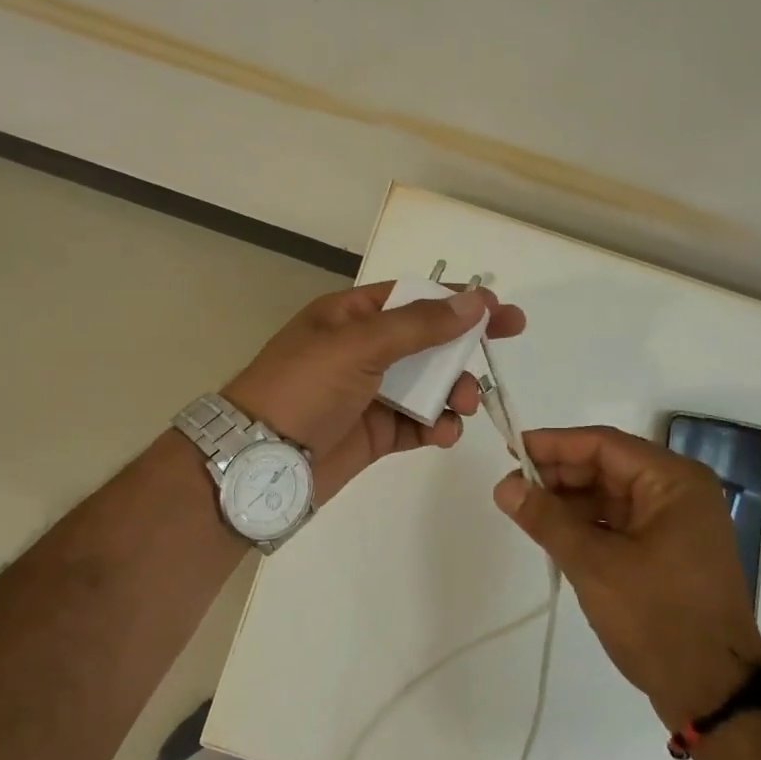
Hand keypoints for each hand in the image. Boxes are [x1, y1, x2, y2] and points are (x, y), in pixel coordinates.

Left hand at [223, 282, 526, 500]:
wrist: (260, 461)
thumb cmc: (304, 388)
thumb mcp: (359, 345)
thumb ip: (419, 325)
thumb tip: (474, 300)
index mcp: (351, 316)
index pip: (414, 298)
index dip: (457, 301)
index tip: (501, 310)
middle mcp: (363, 350)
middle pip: (427, 341)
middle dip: (462, 349)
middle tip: (499, 351)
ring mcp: (370, 393)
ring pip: (428, 385)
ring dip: (453, 392)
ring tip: (463, 406)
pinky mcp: (376, 433)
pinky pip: (418, 424)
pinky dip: (437, 427)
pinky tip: (444, 434)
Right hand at [493, 426, 760, 729]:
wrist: (713, 695)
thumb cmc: (658, 619)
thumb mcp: (594, 565)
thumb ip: (546, 519)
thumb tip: (503, 486)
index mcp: (675, 481)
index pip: (604, 445)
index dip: (554, 445)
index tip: (510, 452)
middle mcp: (680, 492)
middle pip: (608, 467)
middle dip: (559, 475)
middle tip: (511, 487)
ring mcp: (677, 523)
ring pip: (611, 495)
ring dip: (569, 501)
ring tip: (524, 511)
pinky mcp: (669, 550)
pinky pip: (620, 522)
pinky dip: (586, 524)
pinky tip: (553, 532)